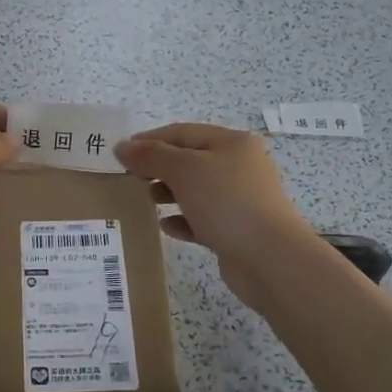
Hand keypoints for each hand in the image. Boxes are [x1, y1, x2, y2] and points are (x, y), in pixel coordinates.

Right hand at [115, 124, 316, 311]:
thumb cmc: (226, 202)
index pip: (183, 132)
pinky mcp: (237, 230)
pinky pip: (203, 219)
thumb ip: (151, 156)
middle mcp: (240, 166)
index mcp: (232, 143)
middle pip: (190, 160)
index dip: (150, 139)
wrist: (269, 259)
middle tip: (131, 179)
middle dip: (159, 167)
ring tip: (147, 200)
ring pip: (196, 190)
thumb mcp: (184, 170)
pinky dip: (183, 220)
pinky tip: (166, 226)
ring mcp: (241, 199)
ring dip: (169, 192)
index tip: (121, 153)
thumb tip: (122, 146)